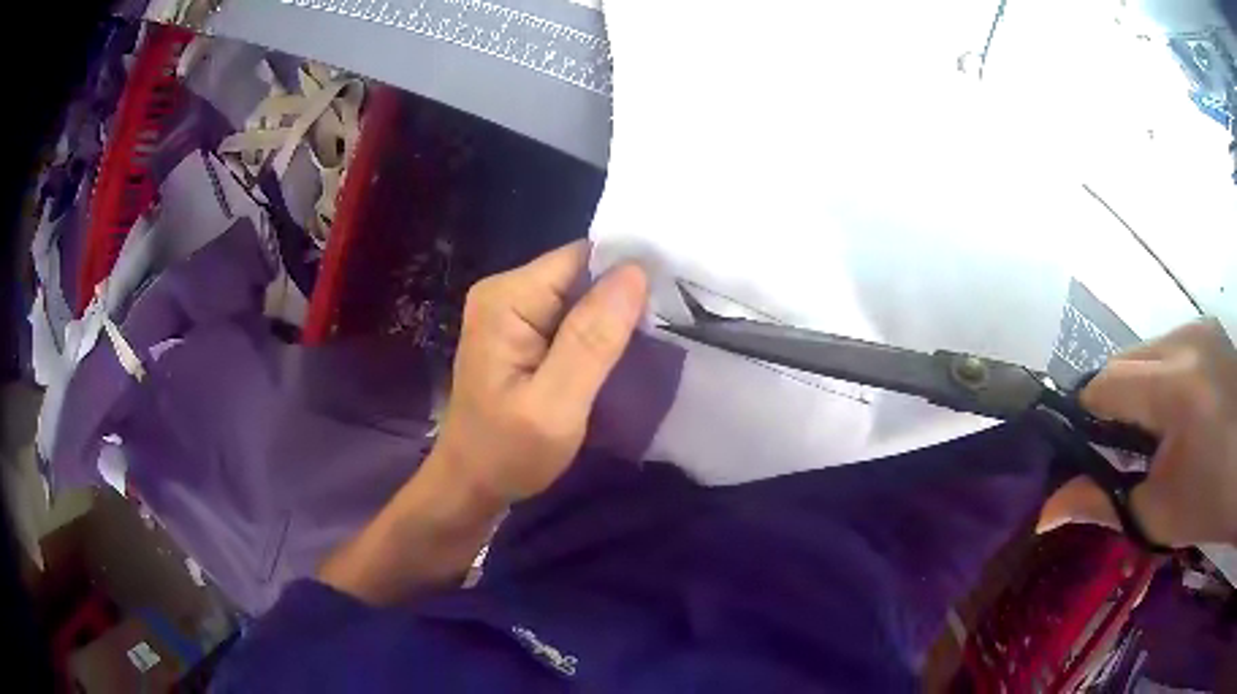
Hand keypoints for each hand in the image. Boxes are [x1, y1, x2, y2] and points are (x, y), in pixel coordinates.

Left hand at [431, 241, 648, 505]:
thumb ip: (592, 339)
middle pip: (581, 273)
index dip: (628, 273)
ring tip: (650, 343)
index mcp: (508, 298)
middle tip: (666, 330)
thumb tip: (635, 271)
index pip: (582, 258)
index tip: (671, 297)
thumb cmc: (507, 453)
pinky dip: (597, 333)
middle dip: (623, 298)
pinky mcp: (520, 333)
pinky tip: (619, 355)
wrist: (470, 485)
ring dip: (613, 318)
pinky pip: (569, 317)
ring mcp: (510, 311)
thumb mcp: (555, 405)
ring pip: (580, 296)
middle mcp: (505, 292)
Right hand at [1039, 319, 1236, 546]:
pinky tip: (1179, 409)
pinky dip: (1162, 376)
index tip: (1081, 452)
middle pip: (1125, 359)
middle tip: (1121, 452)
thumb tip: (1046, 511)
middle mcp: (1186, 340)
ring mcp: (1200, 327)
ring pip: (1146, 350)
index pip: (1107, 383)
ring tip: (1154, 433)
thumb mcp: (1159, 515)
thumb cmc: (1210, 503)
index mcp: (1176, 388)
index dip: (1085, 416)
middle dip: (1113, 403)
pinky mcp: (1209, 328)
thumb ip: (1103, 503)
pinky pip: (1169, 346)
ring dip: (1139, 389)